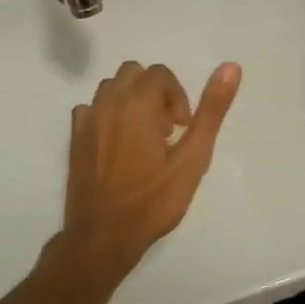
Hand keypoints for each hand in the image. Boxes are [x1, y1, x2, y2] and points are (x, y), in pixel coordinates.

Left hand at [57, 60, 241, 280]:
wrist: (103, 237)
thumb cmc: (153, 200)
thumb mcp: (193, 158)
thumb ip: (211, 111)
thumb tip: (231, 66)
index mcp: (138, 104)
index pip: (160, 74)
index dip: (178, 96)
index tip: (182, 128)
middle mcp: (108, 104)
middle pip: (134, 74)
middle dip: (154, 93)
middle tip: (166, 131)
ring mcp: (87, 121)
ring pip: (111, 89)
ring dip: (130, 102)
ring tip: (144, 138)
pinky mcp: (74, 139)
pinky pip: (91, 110)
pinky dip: (107, 116)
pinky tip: (118, 146)